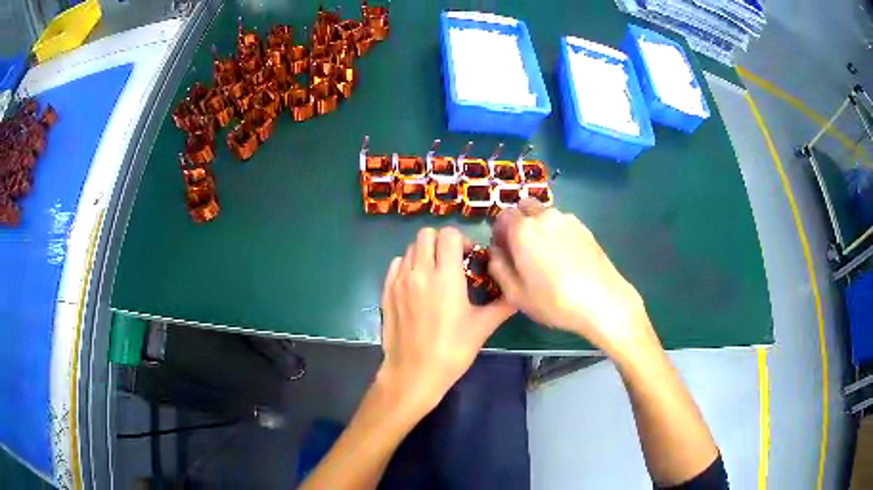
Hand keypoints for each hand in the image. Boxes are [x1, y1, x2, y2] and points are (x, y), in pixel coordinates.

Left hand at [378, 227, 515, 414]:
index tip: (469, 258)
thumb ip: (503, 305)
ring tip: (435, 275)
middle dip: (442, 242)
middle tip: (452, 262)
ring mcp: (399, 281)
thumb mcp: (482, 327)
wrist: (414, 373)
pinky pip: (396, 264)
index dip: (462, 240)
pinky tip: (417, 284)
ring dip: (425, 253)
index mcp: (445, 276)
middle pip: (427, 234)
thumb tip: (517, 293)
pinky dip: (408, 265)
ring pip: (410, 248)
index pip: (449, 234)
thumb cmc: (452, 351)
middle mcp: (420, 271)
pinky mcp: (386, 291)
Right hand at [488, 200, 653, 357]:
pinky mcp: (585, 228)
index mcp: (523, 229)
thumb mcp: (515, 294)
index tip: (503, 252)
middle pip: (524, 208)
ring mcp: (568, 220)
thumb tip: (496, 252)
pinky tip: (565, 259)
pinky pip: (562, 223)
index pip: (502, 216)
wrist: (603, 301)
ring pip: (544, 215)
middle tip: (522, 251)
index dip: (499, 232)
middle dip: (518, 224)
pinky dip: (556, 233)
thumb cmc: (554, 301)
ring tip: (546, 257)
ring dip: (538, 227)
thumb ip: (498, 268)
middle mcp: (544, 216)